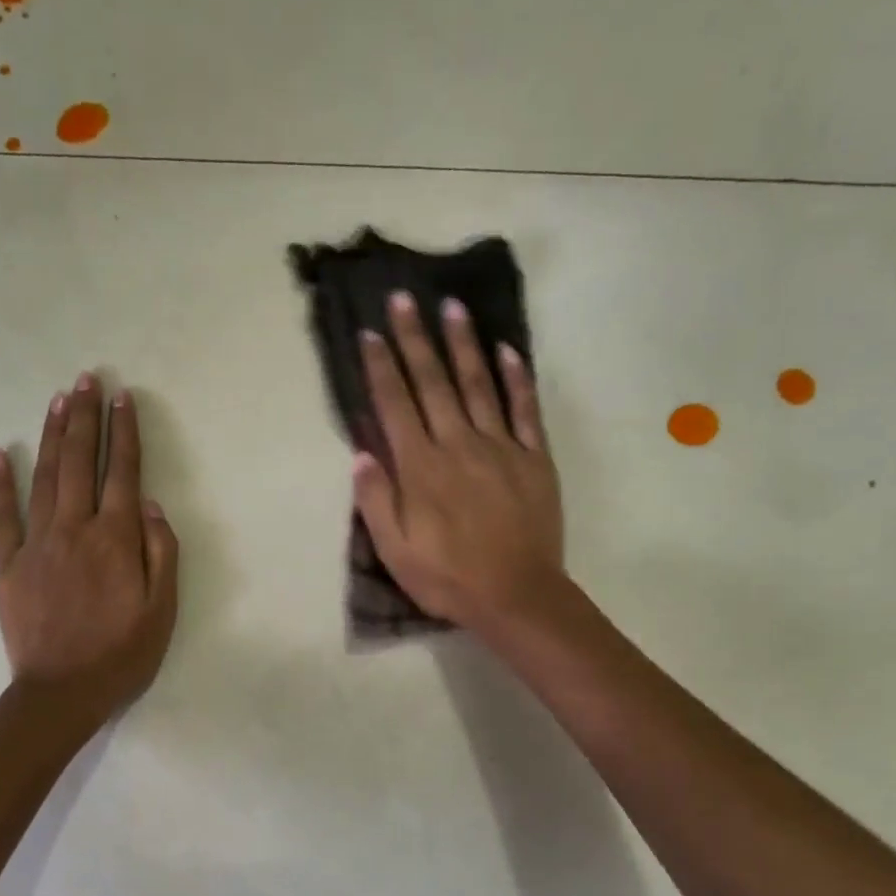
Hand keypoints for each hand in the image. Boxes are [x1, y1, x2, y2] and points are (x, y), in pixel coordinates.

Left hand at [0, 373, 178, 723]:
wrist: (62, 693)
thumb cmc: (121, 654)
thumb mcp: (163, 610)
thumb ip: (162, 553)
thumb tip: (151, 505)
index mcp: (116, 539)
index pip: (123, 473)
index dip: (124, 433)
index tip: (123, 399)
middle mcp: (75, 529)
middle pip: (79, 463)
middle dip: (85, 418)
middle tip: (86, 379)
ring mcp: (37, 544)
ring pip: (45, 478)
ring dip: (52, 435)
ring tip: (59, 400)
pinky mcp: (8, 565)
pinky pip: (2, 516)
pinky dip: (0, 484)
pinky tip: (1, 454)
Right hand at [353, 293, 564, 632]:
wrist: (517, 596)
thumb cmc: (448, 578)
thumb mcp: (395, 551)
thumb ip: (376, 500)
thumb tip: (362, 454)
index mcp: (421, 468)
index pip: (395, 405)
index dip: (380, 367)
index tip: (370, 333)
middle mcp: (458, 445)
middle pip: (433, 383)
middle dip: (415, 339)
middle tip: (404, 299)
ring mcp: (500, 448)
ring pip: (478, 385)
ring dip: (463, 345)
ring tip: (452, 307)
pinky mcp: (533, 459)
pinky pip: (524, 410)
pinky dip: (516, 378)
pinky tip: (508, 350)